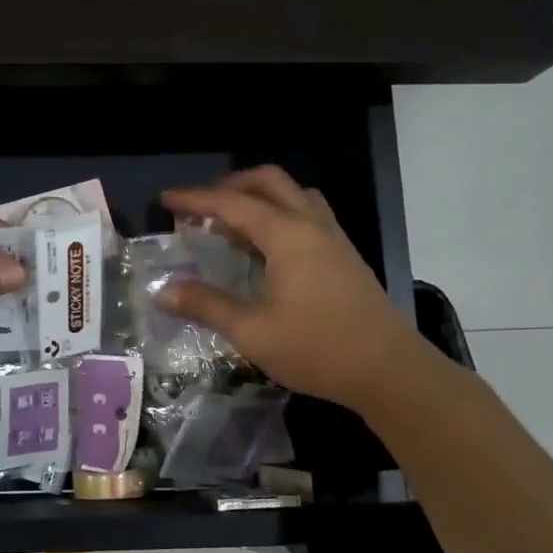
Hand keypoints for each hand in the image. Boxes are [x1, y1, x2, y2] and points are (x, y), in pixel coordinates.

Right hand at [160, 166, 430, 413]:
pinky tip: (266, 248)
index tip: (165, 200)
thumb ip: (206, 305)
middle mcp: (311, 225)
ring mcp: (333, 238)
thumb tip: (163, 292)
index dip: (195, 199)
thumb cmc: (317, 349)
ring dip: (259, 197)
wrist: (389, 371)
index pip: (232, 203)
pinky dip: (279, 214)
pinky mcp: (344, 255)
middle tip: (201, 207)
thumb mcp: (252, 331)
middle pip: (269, 181)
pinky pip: (307, 215)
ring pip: (293, 194)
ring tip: (232, 223)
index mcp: (287, 236)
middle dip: (230, 185)